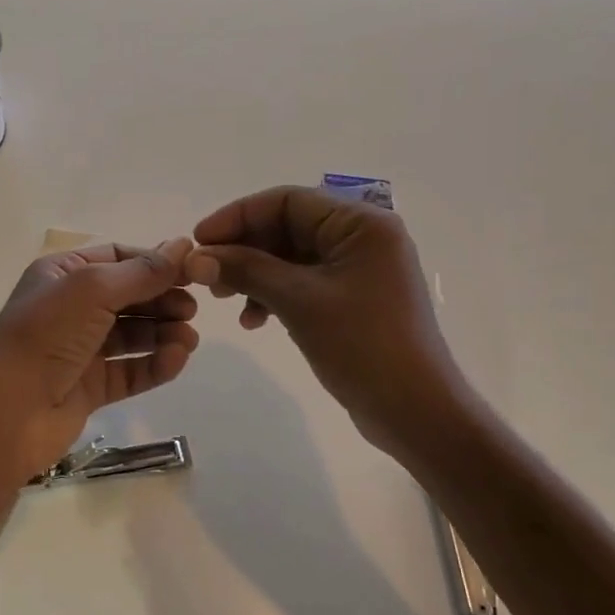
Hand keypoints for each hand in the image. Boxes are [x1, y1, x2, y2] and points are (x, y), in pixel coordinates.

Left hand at [0, 239, 198, 479]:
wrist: (6, 411)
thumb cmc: (46, 334)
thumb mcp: (93, 289)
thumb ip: (142, 272)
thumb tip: (184, 244)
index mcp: (62, 275)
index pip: (117, 258)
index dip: (154, 263)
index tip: (191, 272)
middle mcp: (70, 308)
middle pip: (129, 297)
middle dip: (162, 300)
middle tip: (192, 309)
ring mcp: (80, 350)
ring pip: (132, 336)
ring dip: (163, 333)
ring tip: (188, 340)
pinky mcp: (89, 388)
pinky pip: (130, 371)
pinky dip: (155, 365)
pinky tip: (176, 360)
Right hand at [187, 187, 463, 442]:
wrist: (416, 413)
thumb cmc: (362, 346)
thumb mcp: (298, 301)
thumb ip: (247, 269)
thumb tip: (198, 256)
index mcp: (360, 223)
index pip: (286, 201)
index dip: (237, 216)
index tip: (199, 241)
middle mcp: (362, 237)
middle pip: (286, 226)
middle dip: (243, 249)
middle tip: (206, 275)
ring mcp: (359, 268)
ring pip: (290, 256)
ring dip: (254, 274)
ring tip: (222, 300)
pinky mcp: (352, 297)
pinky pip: (302, 281)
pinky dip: (274, 294)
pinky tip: (253, 321)